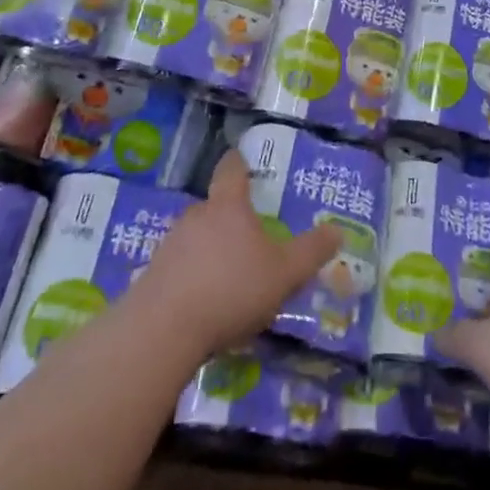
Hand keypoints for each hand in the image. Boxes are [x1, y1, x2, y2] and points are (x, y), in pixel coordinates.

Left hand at [127, 150, 339, 359]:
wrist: (163, 330)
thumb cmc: (230, 289)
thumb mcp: (284, 274)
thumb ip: (311, 252)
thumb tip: (337, 230)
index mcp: (228, 206)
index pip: (232, 170)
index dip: (239, 163)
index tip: (241, 159)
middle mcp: (196, 216)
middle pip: (214, 206)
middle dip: (230, 218)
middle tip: (248, 236)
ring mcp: (170, 244)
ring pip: (196, 237)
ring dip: (210, 249)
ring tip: (228, 276)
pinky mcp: (153, 274)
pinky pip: (179, 266)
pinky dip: (192, 276)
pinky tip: (203, 302)